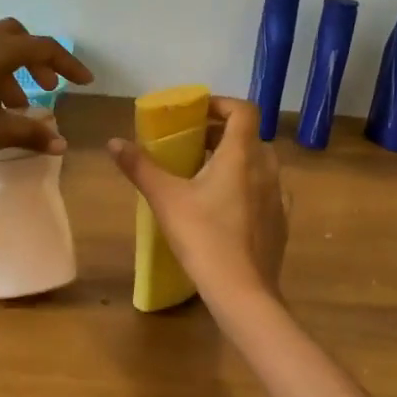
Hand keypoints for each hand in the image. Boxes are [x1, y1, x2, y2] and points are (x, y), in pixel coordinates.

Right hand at [108, 96, 287, 304]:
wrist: (242, 291)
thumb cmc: (203, 237)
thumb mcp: (165, 199)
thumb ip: (140, 167)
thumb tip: (114, 142)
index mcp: (241, 155)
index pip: (243, 110)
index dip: (222, 104)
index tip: (198, 113)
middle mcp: (267, 169)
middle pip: (249, 137)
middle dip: (222, 135)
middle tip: (193, 145)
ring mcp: (279, 197)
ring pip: (260, 165)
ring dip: (236, 161)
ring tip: (207, 176)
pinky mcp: (282, 222)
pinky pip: (267, 192)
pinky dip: (249, 188)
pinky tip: (228, 208)